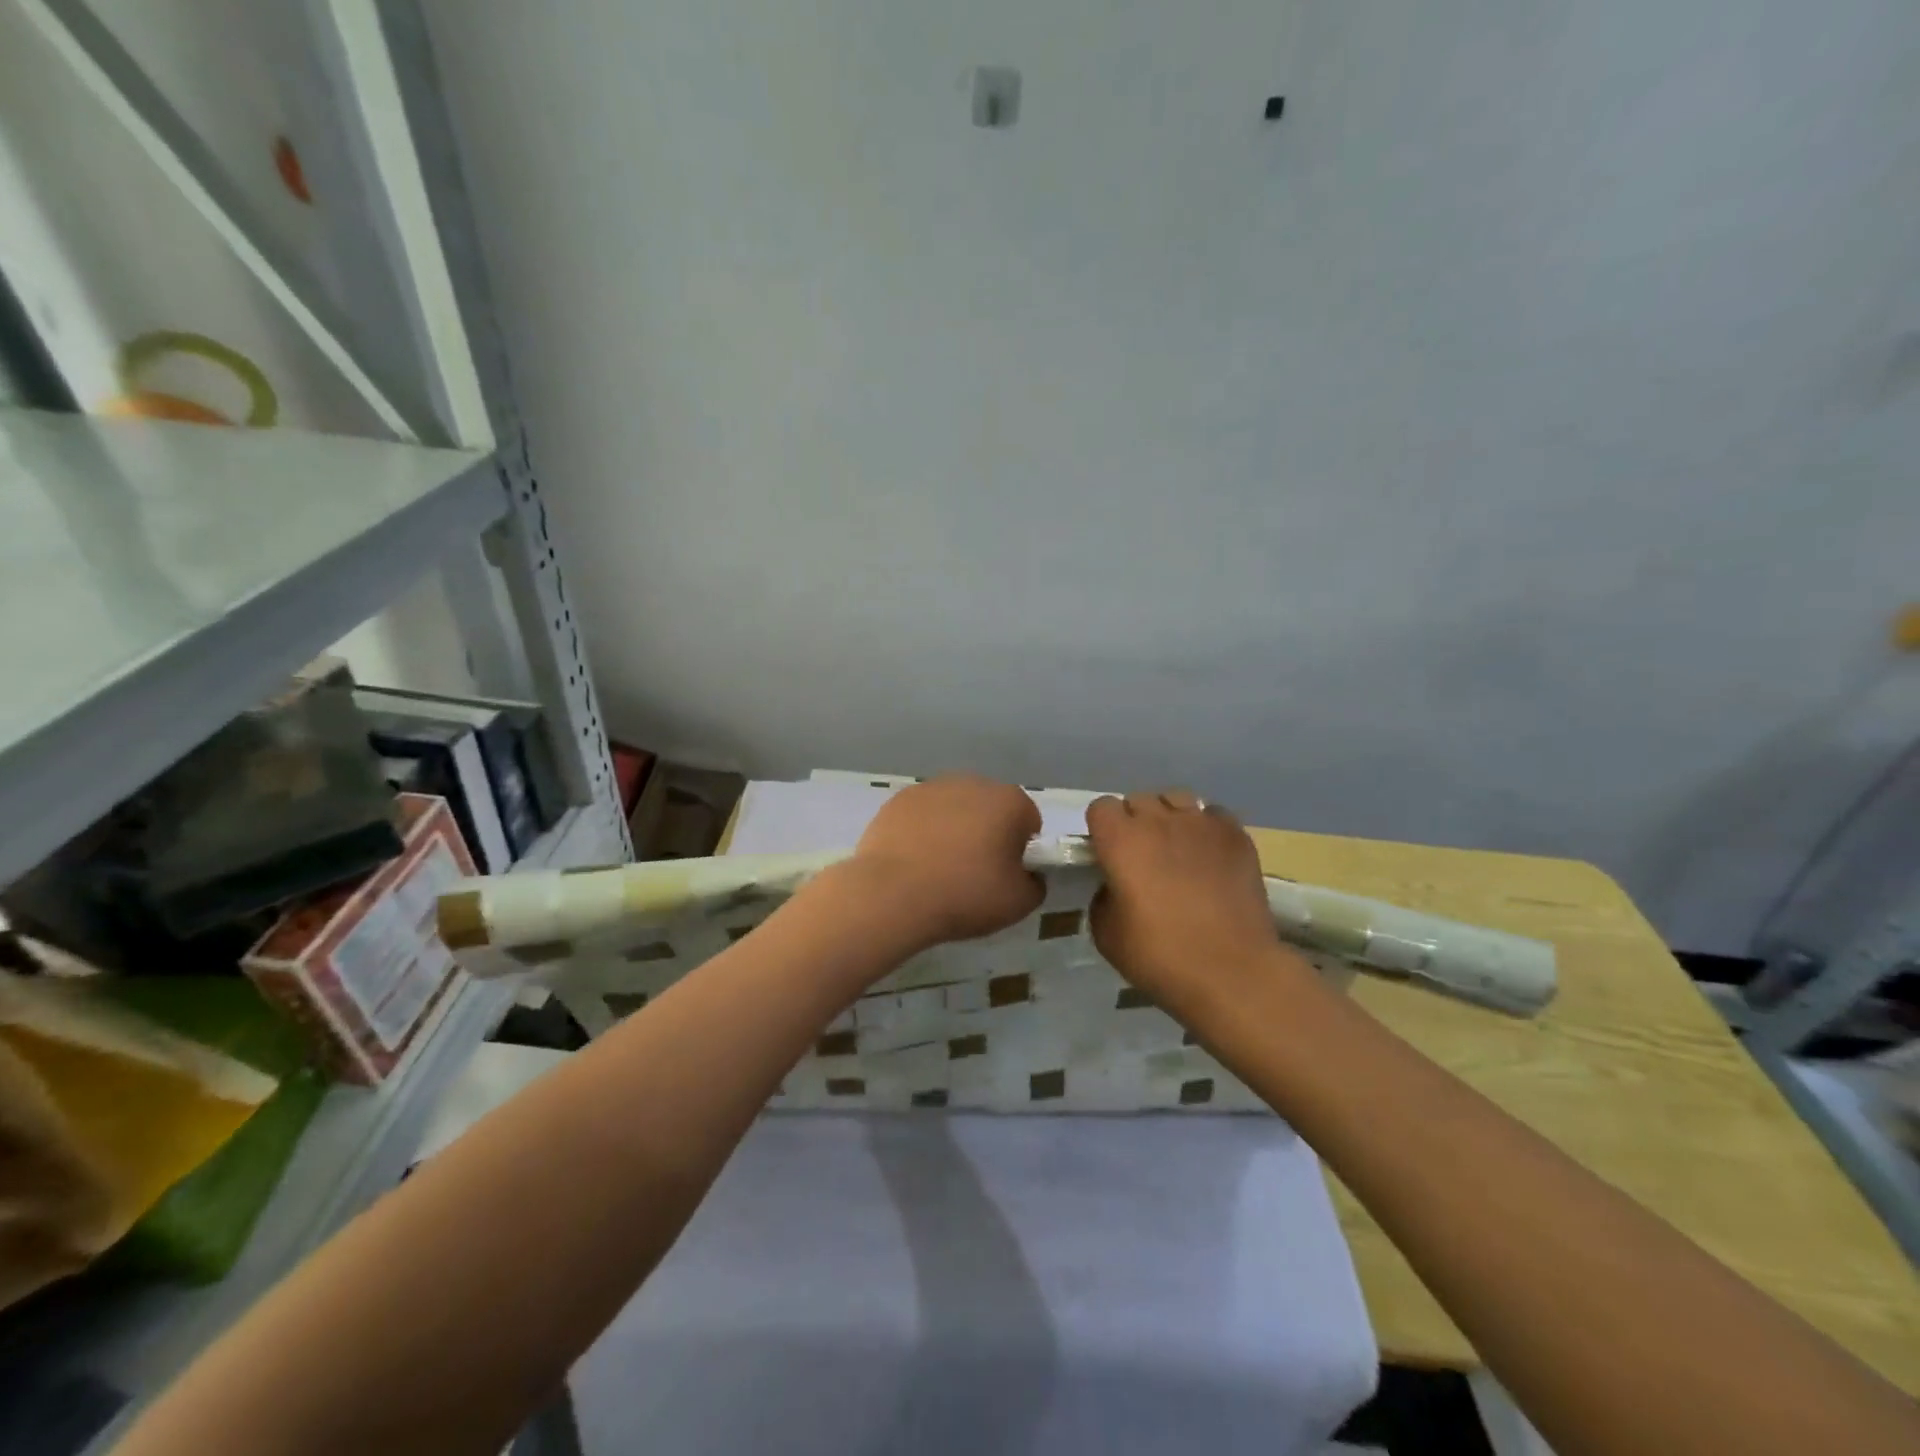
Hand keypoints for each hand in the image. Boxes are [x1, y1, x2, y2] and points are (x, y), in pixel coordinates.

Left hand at [845, 776, 1044, 946]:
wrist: (892, 894)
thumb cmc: (965, 895)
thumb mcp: (1019, 903)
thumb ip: (1035, 884)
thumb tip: (1026, 874)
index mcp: (1009, 801)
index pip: (1028, 821)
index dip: (1021, 849)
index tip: (1005, 874)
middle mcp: (973, 783)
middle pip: (990, 809)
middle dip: (987, 833)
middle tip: (973, 873)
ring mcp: (932, 787)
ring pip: (954, 809)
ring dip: (953, 830)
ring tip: (938, 869)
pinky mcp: (899, 799)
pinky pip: (922, 815)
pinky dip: (922, 832)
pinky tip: (912, 861)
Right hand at [1086, 790, 1290, 1001]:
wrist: (1232, 971)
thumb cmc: (1160, 956)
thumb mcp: (1106, 934)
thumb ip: (1103, 897)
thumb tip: (1115, 885)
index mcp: (1120, 840)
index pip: (1101, 807)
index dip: (1102, 829)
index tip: (1108, 854)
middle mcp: (1159, 821)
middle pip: (1139, 800)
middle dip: (1135, 822)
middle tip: (1142, 856)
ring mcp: (1201, 824)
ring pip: (1177, 799)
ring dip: (1170, 817)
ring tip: (1178, 848)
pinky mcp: (1236, 836)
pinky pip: (1214, 815)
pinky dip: (1207, 828)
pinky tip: (1210, 855)